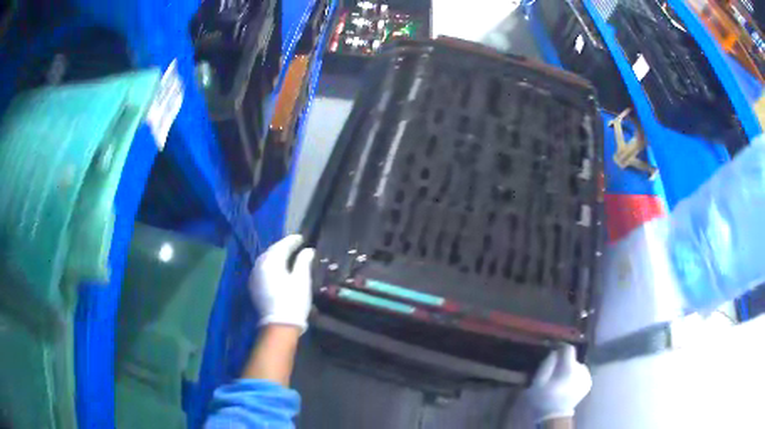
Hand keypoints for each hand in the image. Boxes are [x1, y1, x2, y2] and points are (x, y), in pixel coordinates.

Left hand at [249, 234, 314, 330]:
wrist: (279, 325)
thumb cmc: (293, 301)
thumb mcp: (301, 280)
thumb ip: (303, 261)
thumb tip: (307, 250)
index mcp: (271, 262)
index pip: (281, 246)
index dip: (292, 241)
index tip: (302, 238)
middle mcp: (259, 266)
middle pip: (271, 251)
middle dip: (283, 247)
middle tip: (295, 245)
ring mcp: (254, 276)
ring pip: (265, 260)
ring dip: (276, 256)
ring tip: (287, 256)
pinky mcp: (254, 287)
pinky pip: (262, 270)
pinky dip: (270, 266)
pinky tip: (278, 269)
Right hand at [525, 344, 591, 422]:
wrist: (554, 416)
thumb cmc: (543, 399)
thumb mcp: (538, 381)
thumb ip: (547, 364)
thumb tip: (555, 351)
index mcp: (569, 369)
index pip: (569, 349)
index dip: (561, 347)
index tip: (554, 349)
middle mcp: (582, 370)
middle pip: (573, 358)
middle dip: (564, 362)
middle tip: (554, 370)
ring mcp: (587, 377)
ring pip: (578, 366)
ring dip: (570, 368)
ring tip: (561, 378)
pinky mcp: (588, 383)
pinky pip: (581, 373)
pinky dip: (575, 375)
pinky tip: (568, 383)